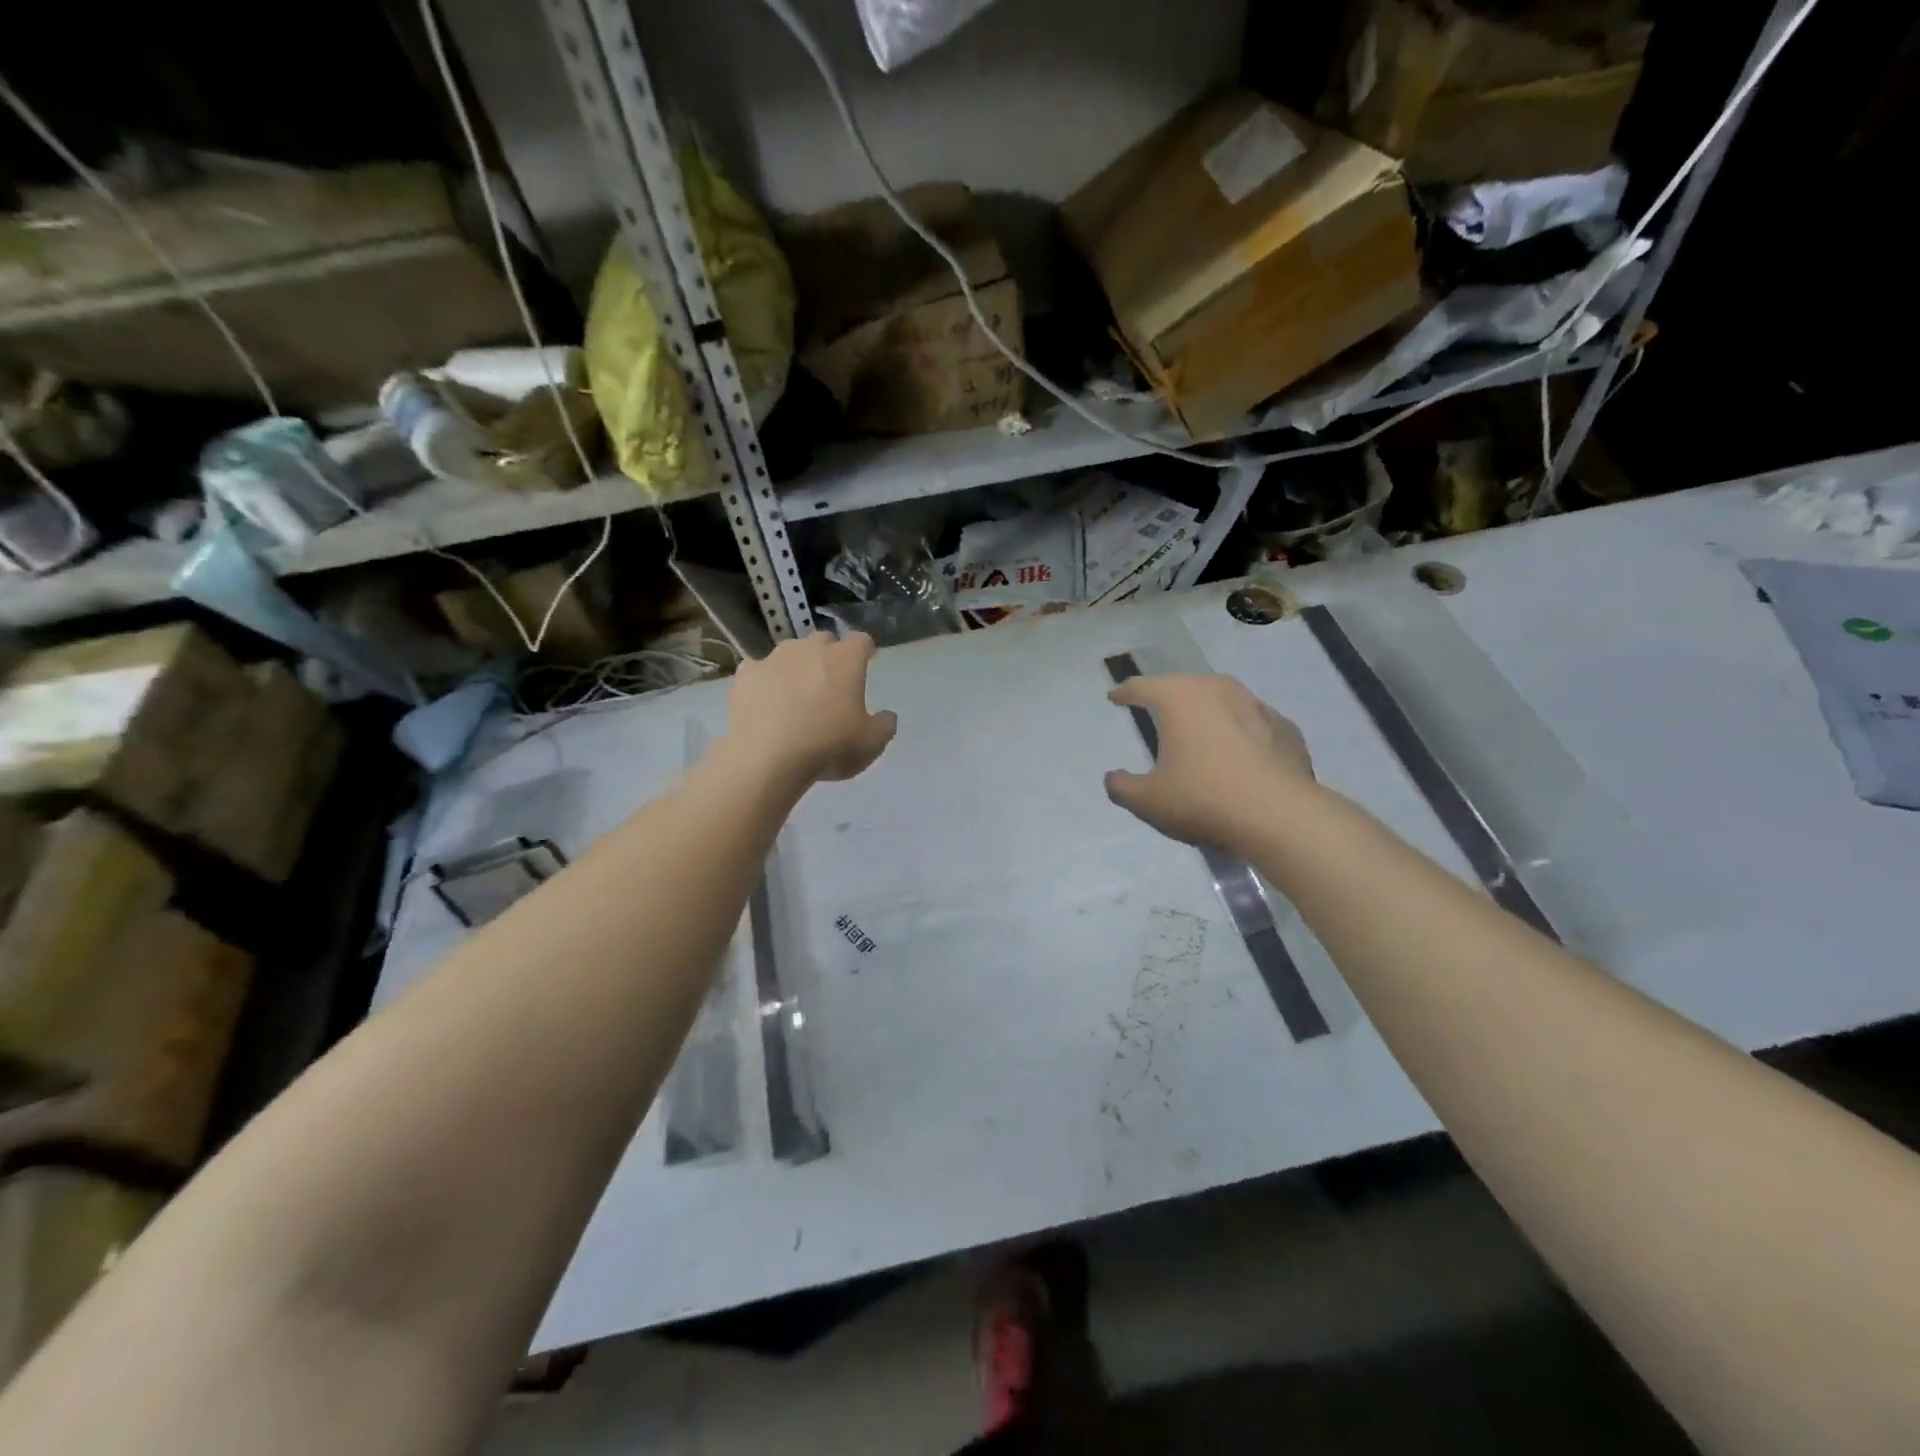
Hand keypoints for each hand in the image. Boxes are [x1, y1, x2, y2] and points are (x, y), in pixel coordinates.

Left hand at [724, 631, 896, 786]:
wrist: (767, 759)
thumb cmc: (828, 747)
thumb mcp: (870, 744)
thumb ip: (884, 726)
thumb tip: (887, 716)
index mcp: (845, 660)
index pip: (861, 641)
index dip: (865, 650)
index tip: (866, 660)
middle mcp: (810, 649)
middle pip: (823, 641)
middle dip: (829, 655)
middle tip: (830, 681)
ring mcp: (774, 658)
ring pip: (789, 653)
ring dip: (796, 666)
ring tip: (795, 693)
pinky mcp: (746, 675)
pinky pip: (759, 670)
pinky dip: (765, 681)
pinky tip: (765, 701)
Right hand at [1105, 674, 1316, 852]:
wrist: (1281, 817)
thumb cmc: (1203, 798)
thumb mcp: (1148, 800)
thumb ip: (1123, 787)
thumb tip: (1113, 778)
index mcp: (1179, 698)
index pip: (1142, 687)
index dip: (1124, 692)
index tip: (1115, 697)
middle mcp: (1217, 689)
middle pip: (1184, 685)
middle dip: (1167, 696)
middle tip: (1155, 710)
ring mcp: (1257, 705)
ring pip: (1222, 699)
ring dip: (1207, 711)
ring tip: (1198, 730)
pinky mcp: (1285, 728)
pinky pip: (1252, 723)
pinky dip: (1239, 732)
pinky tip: (1238, 754)